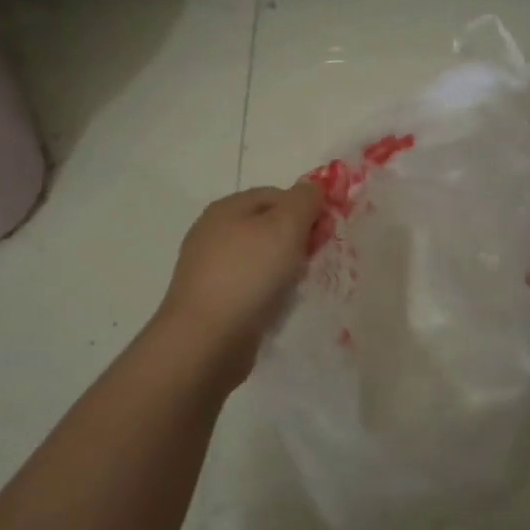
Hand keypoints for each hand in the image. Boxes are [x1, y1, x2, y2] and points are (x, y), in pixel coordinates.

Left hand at [155, 181, 321, 383]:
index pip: (277, 194)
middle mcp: (213, 232)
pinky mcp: (212, 299)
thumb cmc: (248, 274)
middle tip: (312, 261)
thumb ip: (304, 200)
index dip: (305, 209)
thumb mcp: (286, 226)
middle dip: (296, 241)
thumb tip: (312, 189)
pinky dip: (267, 292)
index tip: (324, 234)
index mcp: (227, 208)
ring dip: (283, 269)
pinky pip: (249, 286)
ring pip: (260, 258)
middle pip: (267, 226)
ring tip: (297, 287)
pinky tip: (276, 305)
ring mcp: (209, 268)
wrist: (206, 339)